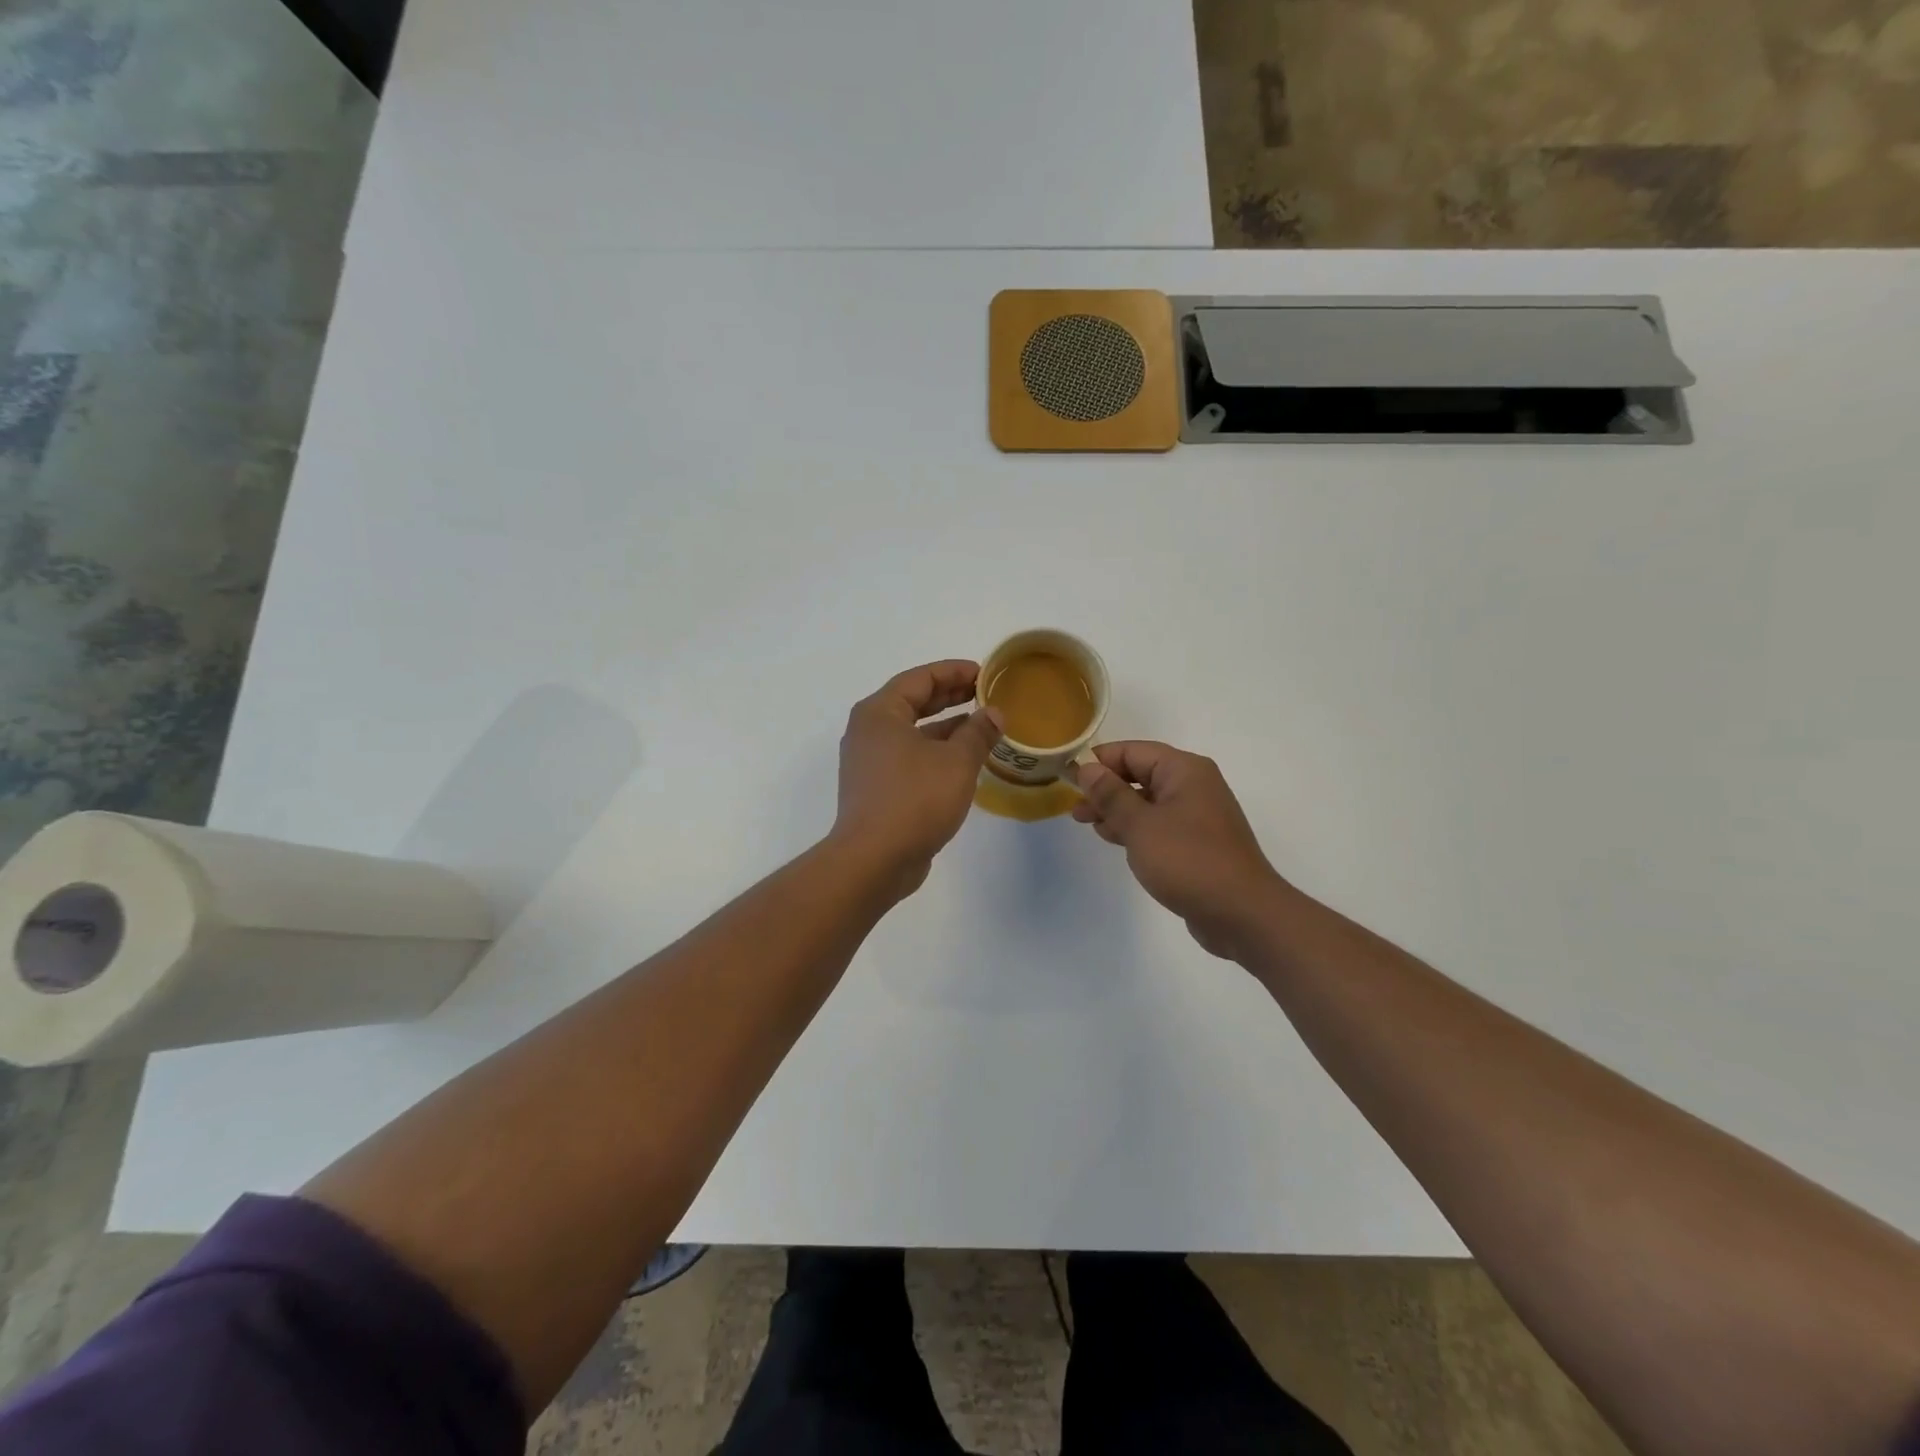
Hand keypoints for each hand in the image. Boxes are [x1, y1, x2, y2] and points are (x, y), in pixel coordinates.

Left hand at [835, 660, 1003, 894]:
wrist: (874, 860)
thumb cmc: (914, 800)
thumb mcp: (956, 762)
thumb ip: (978, 732)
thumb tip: (994, 714)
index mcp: (880, 713)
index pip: (920, 678)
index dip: (954, 671)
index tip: (984, 672)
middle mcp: (868, 731)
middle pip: (912, 702)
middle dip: (950, 696)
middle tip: (985, 694)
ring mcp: (870, 762)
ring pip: (912, 732)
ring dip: (946, 727)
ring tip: (982, 726)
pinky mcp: (877, 788)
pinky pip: (909, 757)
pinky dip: (935, 752)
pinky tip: (963, 761)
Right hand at [1073, 742, 1283, 959]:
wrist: (1242, 914)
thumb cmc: (1188, 861)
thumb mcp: (1140, 825)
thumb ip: (1111, 795)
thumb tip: (1087, 768)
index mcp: (1184, 770)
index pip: (1132, 752)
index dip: (1099, 762)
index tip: (1068, 778)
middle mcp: (1193, 785)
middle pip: (1140, 774)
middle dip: (1105, 788)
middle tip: (1075, 808)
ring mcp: (1197, 815)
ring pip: (1148, 801)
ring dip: (1117, 810)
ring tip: (1088, 824)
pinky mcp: (1197, 842)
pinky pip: (1159, 824)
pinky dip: (1135, 828)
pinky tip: (1114, 839)